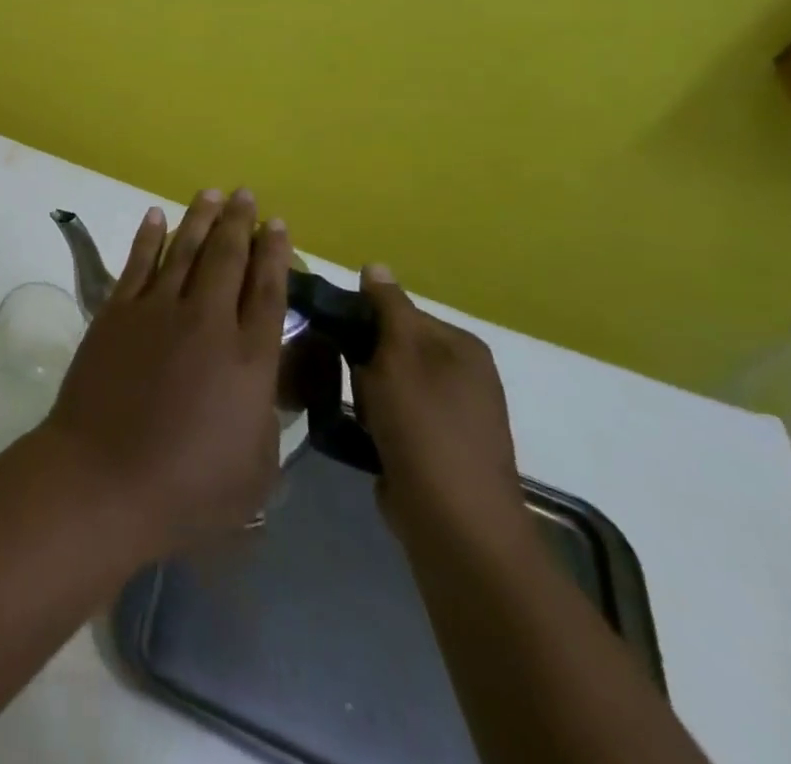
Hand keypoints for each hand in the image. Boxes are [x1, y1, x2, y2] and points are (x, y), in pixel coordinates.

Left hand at [42, 189, 291, 553]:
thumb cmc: (189, 489)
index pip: (268, 291)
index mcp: (250, 358)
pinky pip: (138, 263)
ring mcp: (157, 310)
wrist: (106, 477)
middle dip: (240, 223)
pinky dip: (149, 237)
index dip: (275, 254)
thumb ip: (266, 414)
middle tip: (247, 195)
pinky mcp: (117, 311)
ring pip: (184, 250)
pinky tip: (156, 216)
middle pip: (228, 258)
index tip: (279, 225)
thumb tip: (265, 379)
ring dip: (200, 219)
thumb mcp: (257, 467)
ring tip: (212, 193)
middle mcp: (207, 321)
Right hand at [351, 267, 532, 557]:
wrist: (455, 525)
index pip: (398, 310)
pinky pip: (393, 416)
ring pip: (388, 382)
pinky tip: (358, 431)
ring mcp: (452, 415)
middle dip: (360, 357)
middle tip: (338, 373)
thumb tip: (375, 265)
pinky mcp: (436, 448)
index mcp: (460, 346)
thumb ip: (387, 307)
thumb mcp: (399, 356)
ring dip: (364, 391)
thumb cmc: (424, 428)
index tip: (327, 331)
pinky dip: (374, 420)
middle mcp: (463, 375)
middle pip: (392, 346)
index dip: (360, 317)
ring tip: (346, 405)